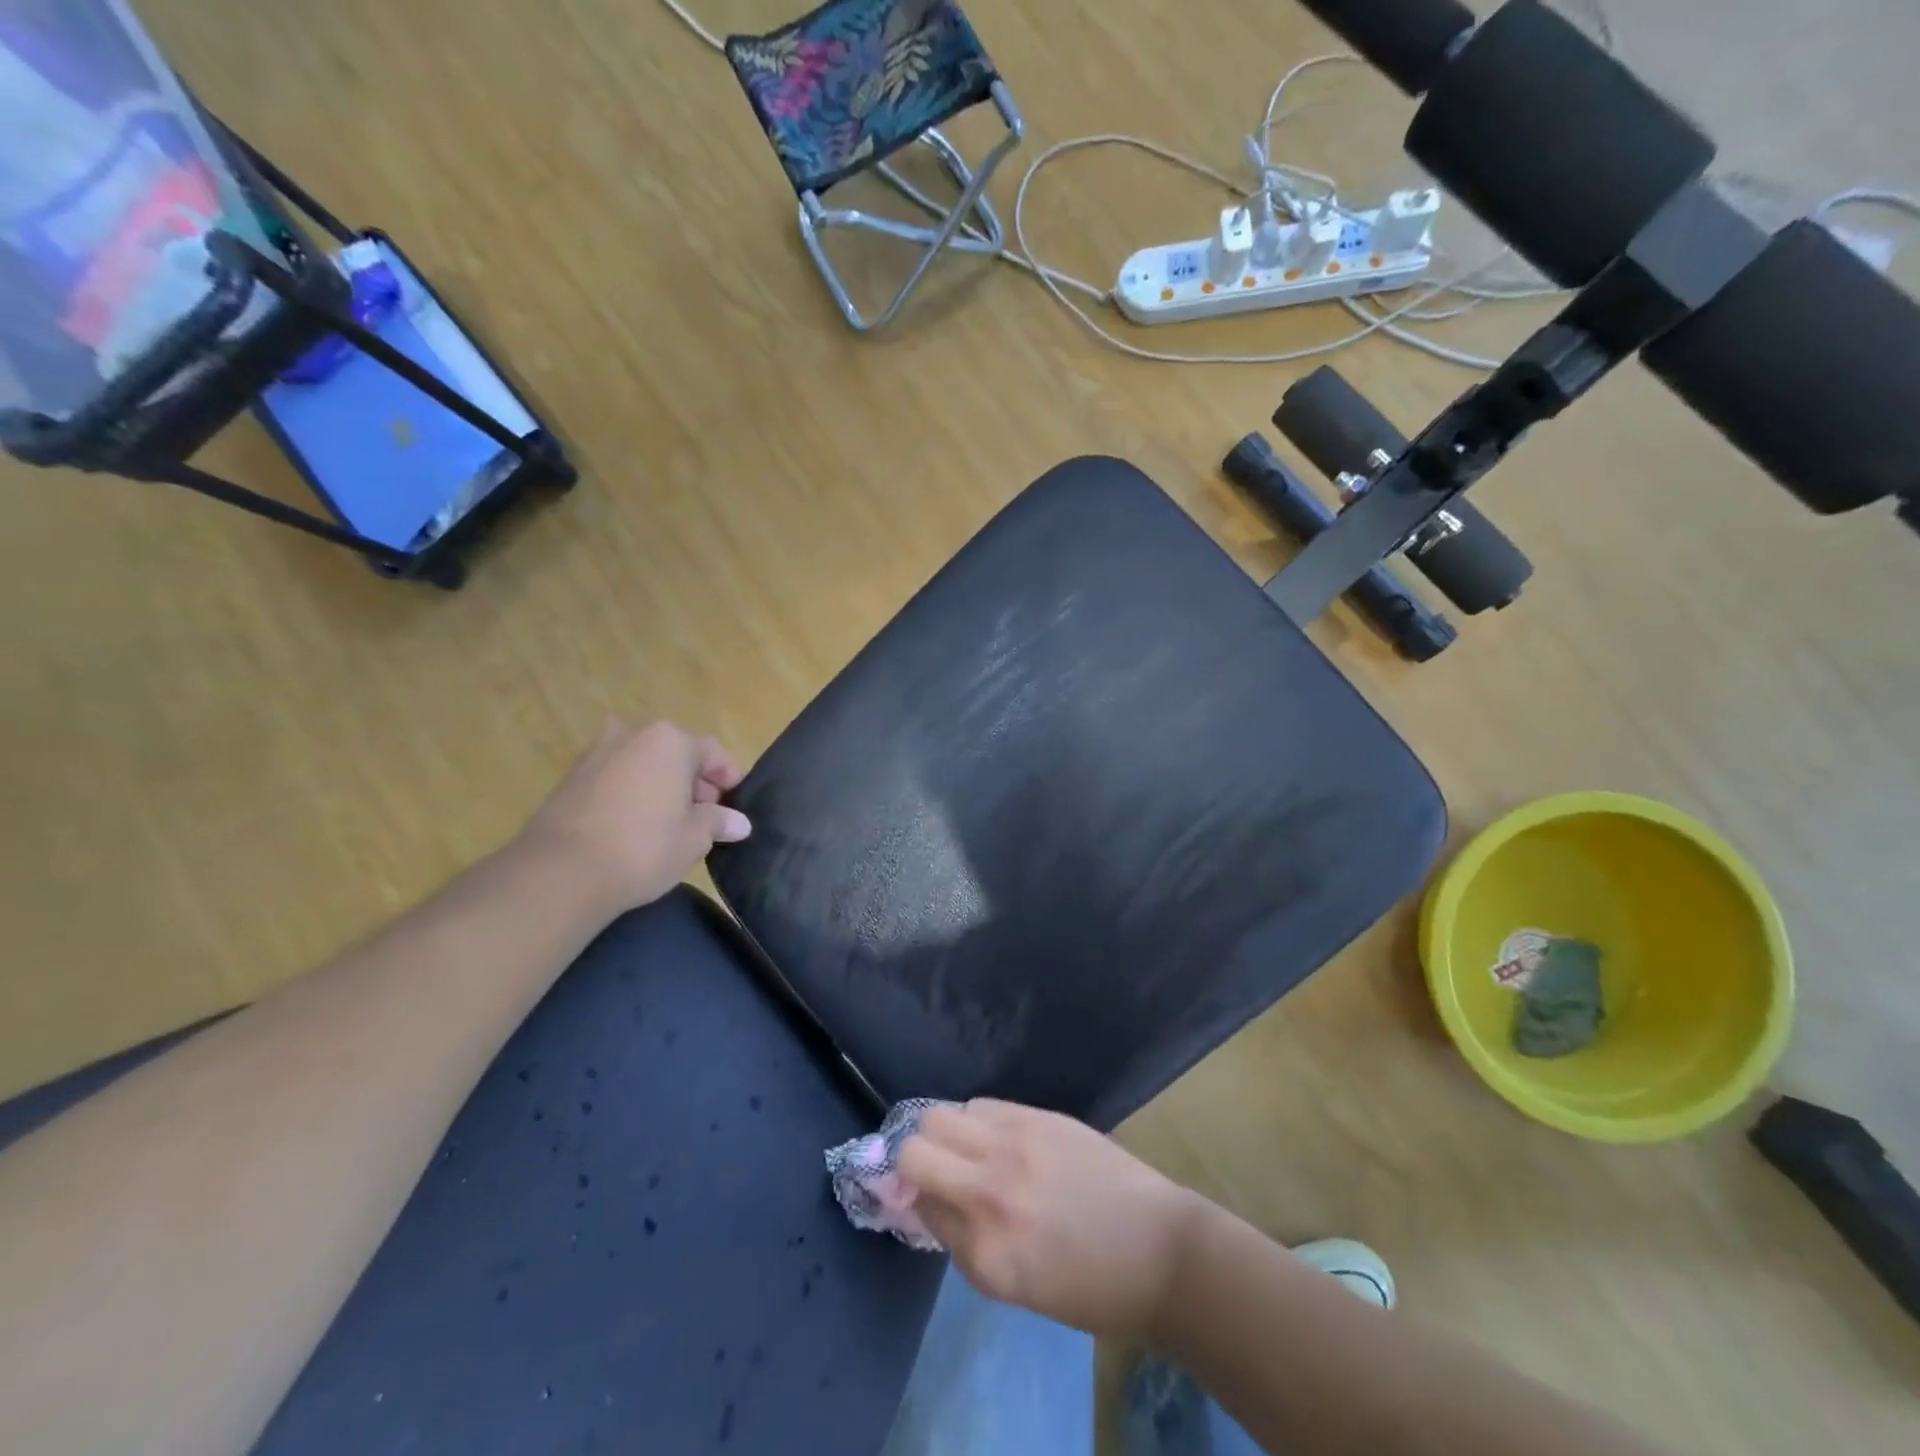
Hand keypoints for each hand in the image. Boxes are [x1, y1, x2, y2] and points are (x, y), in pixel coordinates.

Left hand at [525, 720, 750, 915]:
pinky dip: (632, 794)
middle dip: (694, 783)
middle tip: (706, 818)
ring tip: (670, 824)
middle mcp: (632, 734)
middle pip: (676, 754)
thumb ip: (718, 822)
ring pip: (644, 765)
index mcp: (670, 740)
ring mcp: (596, 753)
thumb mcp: (695, 838)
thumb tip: (739, 822)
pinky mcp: (570, 778)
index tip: (736, 807)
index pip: (713, 753)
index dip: (730, 779)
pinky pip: (617, 779)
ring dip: (662, 787)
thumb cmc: (644, 847)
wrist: (560, 873)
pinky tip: (636, 826)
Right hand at [898, 1099, 1204, 1342]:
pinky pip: (981, 1104)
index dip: (918, 1203)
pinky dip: (977, 1120)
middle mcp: (989, 1193)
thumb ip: (965, 1240)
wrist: (1158, 1250)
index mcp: (985, 1254)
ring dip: (944, 1134)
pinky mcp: (1036, 1116)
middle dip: (912, 1161)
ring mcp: (1013, 1147)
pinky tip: (998, 1136)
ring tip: (969, 1149)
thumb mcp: (1015, 1284)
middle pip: (914, 1151)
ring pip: (940, 1116)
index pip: (918, 1208)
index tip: (926, 1200)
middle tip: (934, 1171)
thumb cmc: (1090, 1287)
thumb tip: (929, 1200)